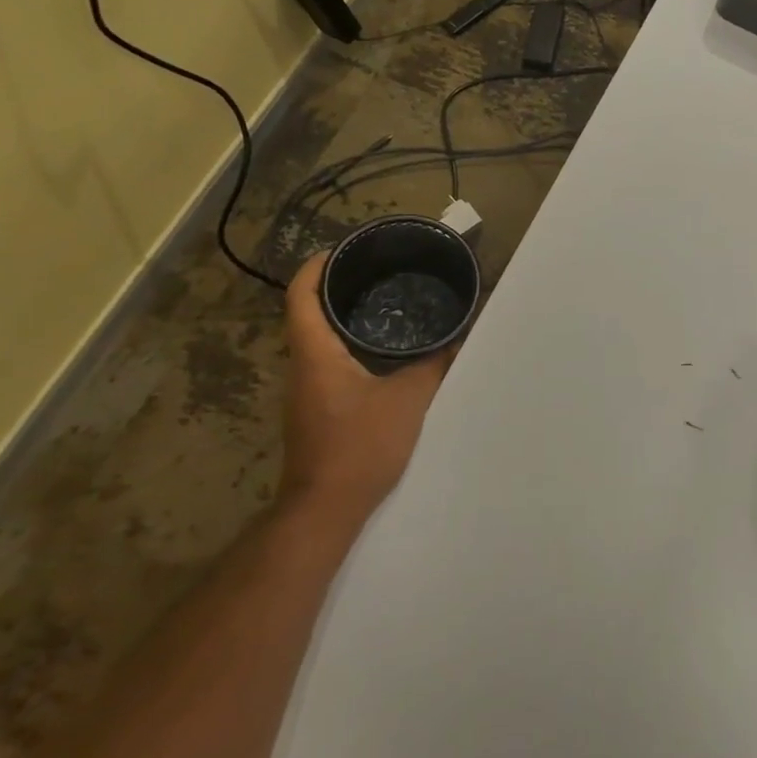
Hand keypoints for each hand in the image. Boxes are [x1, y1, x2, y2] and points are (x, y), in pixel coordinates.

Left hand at [280, 253, 449, 537]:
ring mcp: (306, 392)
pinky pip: (329, 364)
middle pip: (308, 314)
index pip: (300, 296)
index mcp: (316, 354)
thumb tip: (455, 338)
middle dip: (337, 288)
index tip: (343, 249)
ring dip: (344, 319)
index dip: (316, 267)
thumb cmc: (361, 446)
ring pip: (319, 341)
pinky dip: (349, 347)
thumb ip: (432, 365)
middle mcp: (303, 367)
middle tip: (378, 273)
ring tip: (384, 305)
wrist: (326, 508)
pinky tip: (382, 354)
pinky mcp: (316, 412)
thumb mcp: (408, 399)